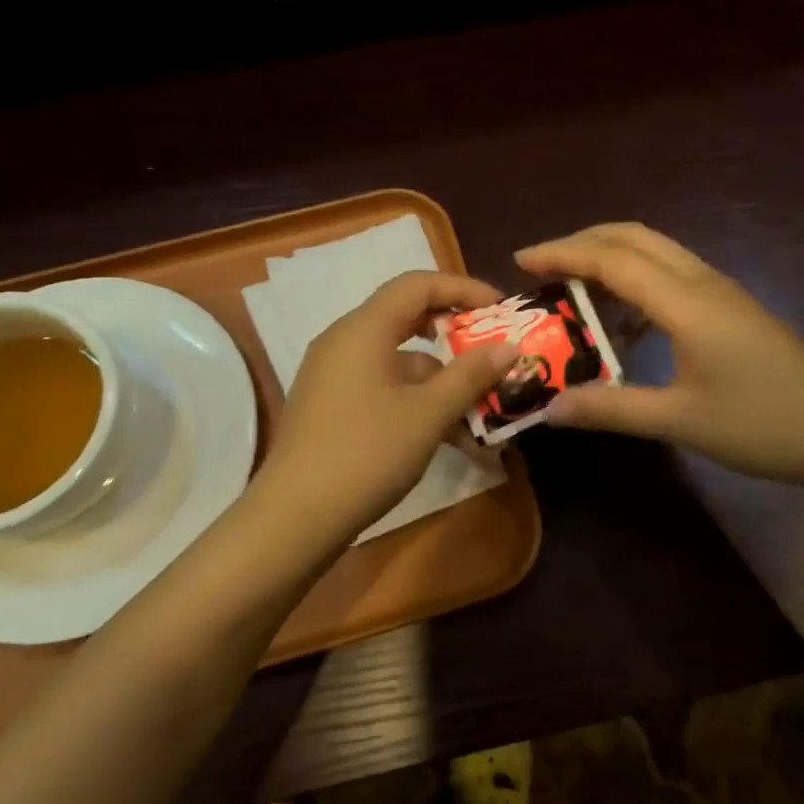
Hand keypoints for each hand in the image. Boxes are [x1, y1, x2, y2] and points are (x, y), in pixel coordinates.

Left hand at [255, 270, 516, 546]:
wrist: (295, 518)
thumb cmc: (366, 454)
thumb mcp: (428, 414)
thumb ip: (470, 375)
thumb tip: (508, 347)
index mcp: (364, 329)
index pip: (418, 284)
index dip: (464, 289)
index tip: (502, 309)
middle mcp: (345, 342)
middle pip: (409, 319)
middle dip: (457, 336)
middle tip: (494, 351)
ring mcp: (335, 376)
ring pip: (401, 364)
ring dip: (443, 383)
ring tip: (485, 415)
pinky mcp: (333, 408)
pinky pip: (385, 390)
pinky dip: (419, 404)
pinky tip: (452, 441)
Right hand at [516, 223, 803, 491]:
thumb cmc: (763, 424)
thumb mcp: (680, 420)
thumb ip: (611, 408)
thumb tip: (550, 408)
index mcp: (686, 302)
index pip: (612, 259)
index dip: (563, 253)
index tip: (521, 259)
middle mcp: (703, 282)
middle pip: (635, 238)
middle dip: (584, 241)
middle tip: (542, 264)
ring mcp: (722, 293)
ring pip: (657, 252)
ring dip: (612, 258)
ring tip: (573, 288)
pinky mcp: (733, 309)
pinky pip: (674, 276)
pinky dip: (637, 282)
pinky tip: (625, 323)